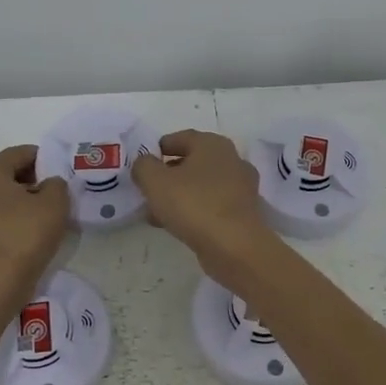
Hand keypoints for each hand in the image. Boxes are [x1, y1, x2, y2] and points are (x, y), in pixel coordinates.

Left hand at [0, 145, 69, 307]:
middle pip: (7, 173)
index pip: (21, 153)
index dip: (45, 159)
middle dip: (33, 179)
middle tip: (56, 195)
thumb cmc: (24, 237)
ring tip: (45, 216)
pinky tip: (28, 232)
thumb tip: (49, 185)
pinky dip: (10, 218)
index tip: (62, 174)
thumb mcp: (55, 204)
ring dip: (22, 200)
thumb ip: (57, 184)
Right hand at [132, 130, 273, 279]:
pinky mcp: (242, 212)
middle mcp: (231, 160)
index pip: (181, 138)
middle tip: (147, 190)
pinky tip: (175, 226)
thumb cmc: (194, 204)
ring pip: (201, 186)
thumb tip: (144, 163)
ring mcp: (240, 187)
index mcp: (213, 144)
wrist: (234, 246)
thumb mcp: (156, 181)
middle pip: (192, 162)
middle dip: (167, 176)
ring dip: (178, 196)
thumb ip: (143, 166)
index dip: (159, 149)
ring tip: (155, 213)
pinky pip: (211, 205)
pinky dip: (193, 210)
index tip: (143, 164)